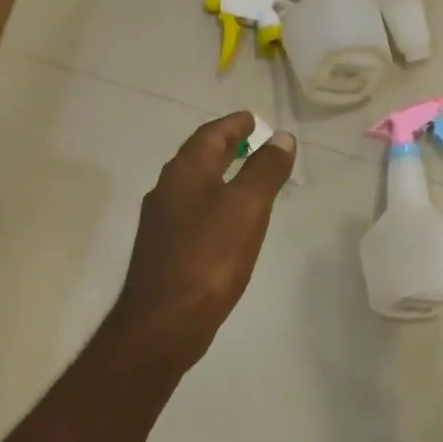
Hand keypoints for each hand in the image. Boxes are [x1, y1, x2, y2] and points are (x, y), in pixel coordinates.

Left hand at [111, 113, 294, 367]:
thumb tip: (281, 137)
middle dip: (224, 147)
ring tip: (245, 179)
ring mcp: (162, 223)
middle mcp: (167, 191)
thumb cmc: (208, 258)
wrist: (165, 321)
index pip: (210, 135)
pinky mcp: (165, 251)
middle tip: (251, 142)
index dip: (233, 124)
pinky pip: (193, 214)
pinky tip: (227, 223)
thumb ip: (264, 170)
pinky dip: (213, 205)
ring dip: (218, 176)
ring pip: (194, 187)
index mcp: (184, 173)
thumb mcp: (246, 207)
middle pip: (198, 159)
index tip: (253, 120)